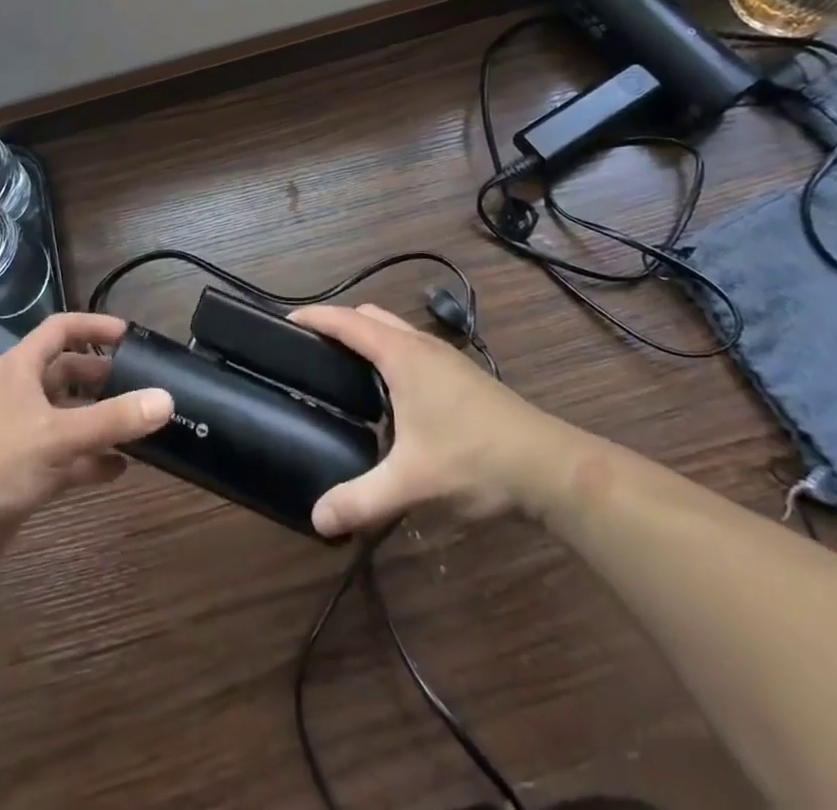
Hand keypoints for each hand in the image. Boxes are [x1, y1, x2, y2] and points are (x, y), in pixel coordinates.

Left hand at [0, 313, 172, 546]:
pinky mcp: (19, 471)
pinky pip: (62, 455)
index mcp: (18, 369)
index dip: (94, 327)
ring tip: (137, 427)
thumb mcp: (59, 436)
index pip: (60, 329)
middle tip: (140, 386)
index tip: (131, 336)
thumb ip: (114, 419)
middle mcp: (17, 394)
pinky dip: (88, 459)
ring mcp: (17, 434)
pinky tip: (118, 470)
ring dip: (98, 420)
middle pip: (65, 373)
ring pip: (65, 416)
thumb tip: (167, 400)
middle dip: (102, 378)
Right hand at [290, 303, 581, 537]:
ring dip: (368, 337)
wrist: (551, 468)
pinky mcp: (463, 376)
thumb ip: (361, 500)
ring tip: (344, 369)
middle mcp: (422, 346)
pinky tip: (391, 393)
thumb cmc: (475, 460)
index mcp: (402, 356)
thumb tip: (317, 519)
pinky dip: (390, 352)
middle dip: (339, 324)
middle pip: (370, 317)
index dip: (314, 318)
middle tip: (311, 351)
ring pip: (396, 330)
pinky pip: (413, 348)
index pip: (347, 322)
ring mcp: (446, 359)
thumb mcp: (412, 483)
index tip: (285, 323)